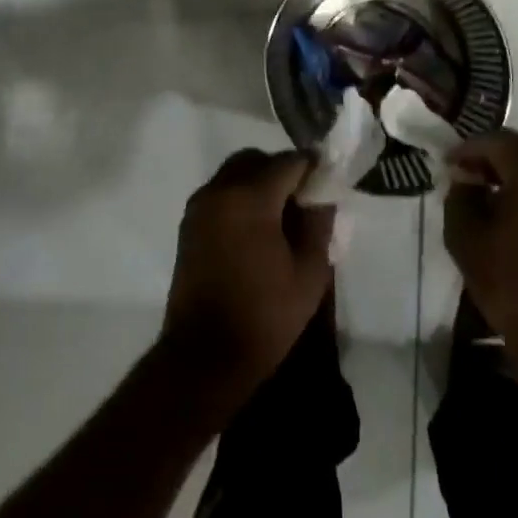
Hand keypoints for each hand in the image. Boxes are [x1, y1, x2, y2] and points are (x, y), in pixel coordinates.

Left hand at [159, 149, 333, 413]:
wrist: (205, 357)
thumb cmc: (264, 315)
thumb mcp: (309, 272)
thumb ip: (319, 224)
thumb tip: (322, 196)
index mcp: (250, 197)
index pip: (289, 162)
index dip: (312, 168)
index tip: (328, 183)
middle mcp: (220, 190)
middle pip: (256, 160)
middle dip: (282, 171)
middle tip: (304, 200)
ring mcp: (199, 206)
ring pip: (235, 173)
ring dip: (259, 182)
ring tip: (281, 217)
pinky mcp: (189, 224)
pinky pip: (220, 193)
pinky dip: (240, 197)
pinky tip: (257, 230)